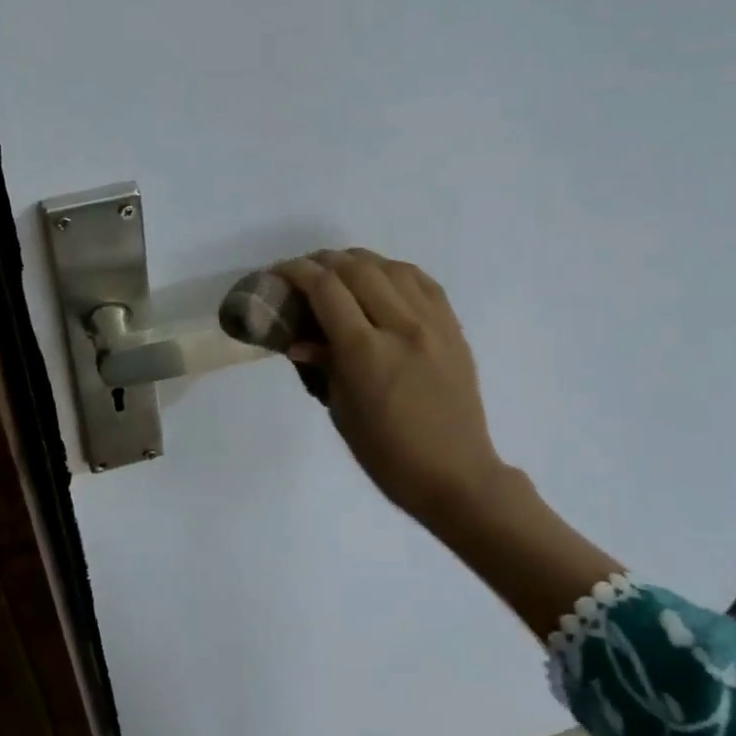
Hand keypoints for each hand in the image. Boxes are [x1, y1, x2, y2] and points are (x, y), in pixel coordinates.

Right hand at [275, 248, 621, 638]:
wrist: (456, 474)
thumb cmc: (387, 453)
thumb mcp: (341, 410)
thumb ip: (322, 363)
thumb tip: (299, 338)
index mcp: (365, 352)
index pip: (325, 288)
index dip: (296, 272)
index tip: (279, 273)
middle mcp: (400, 327)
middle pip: (356, 268)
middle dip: (322, 262)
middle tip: (305, 273)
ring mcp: (432, 324)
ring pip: (390, 267)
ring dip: (358, 262)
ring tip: (340, 273)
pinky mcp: (453, 327)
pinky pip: (422, 281)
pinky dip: (394, 272)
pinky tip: (381, 280)